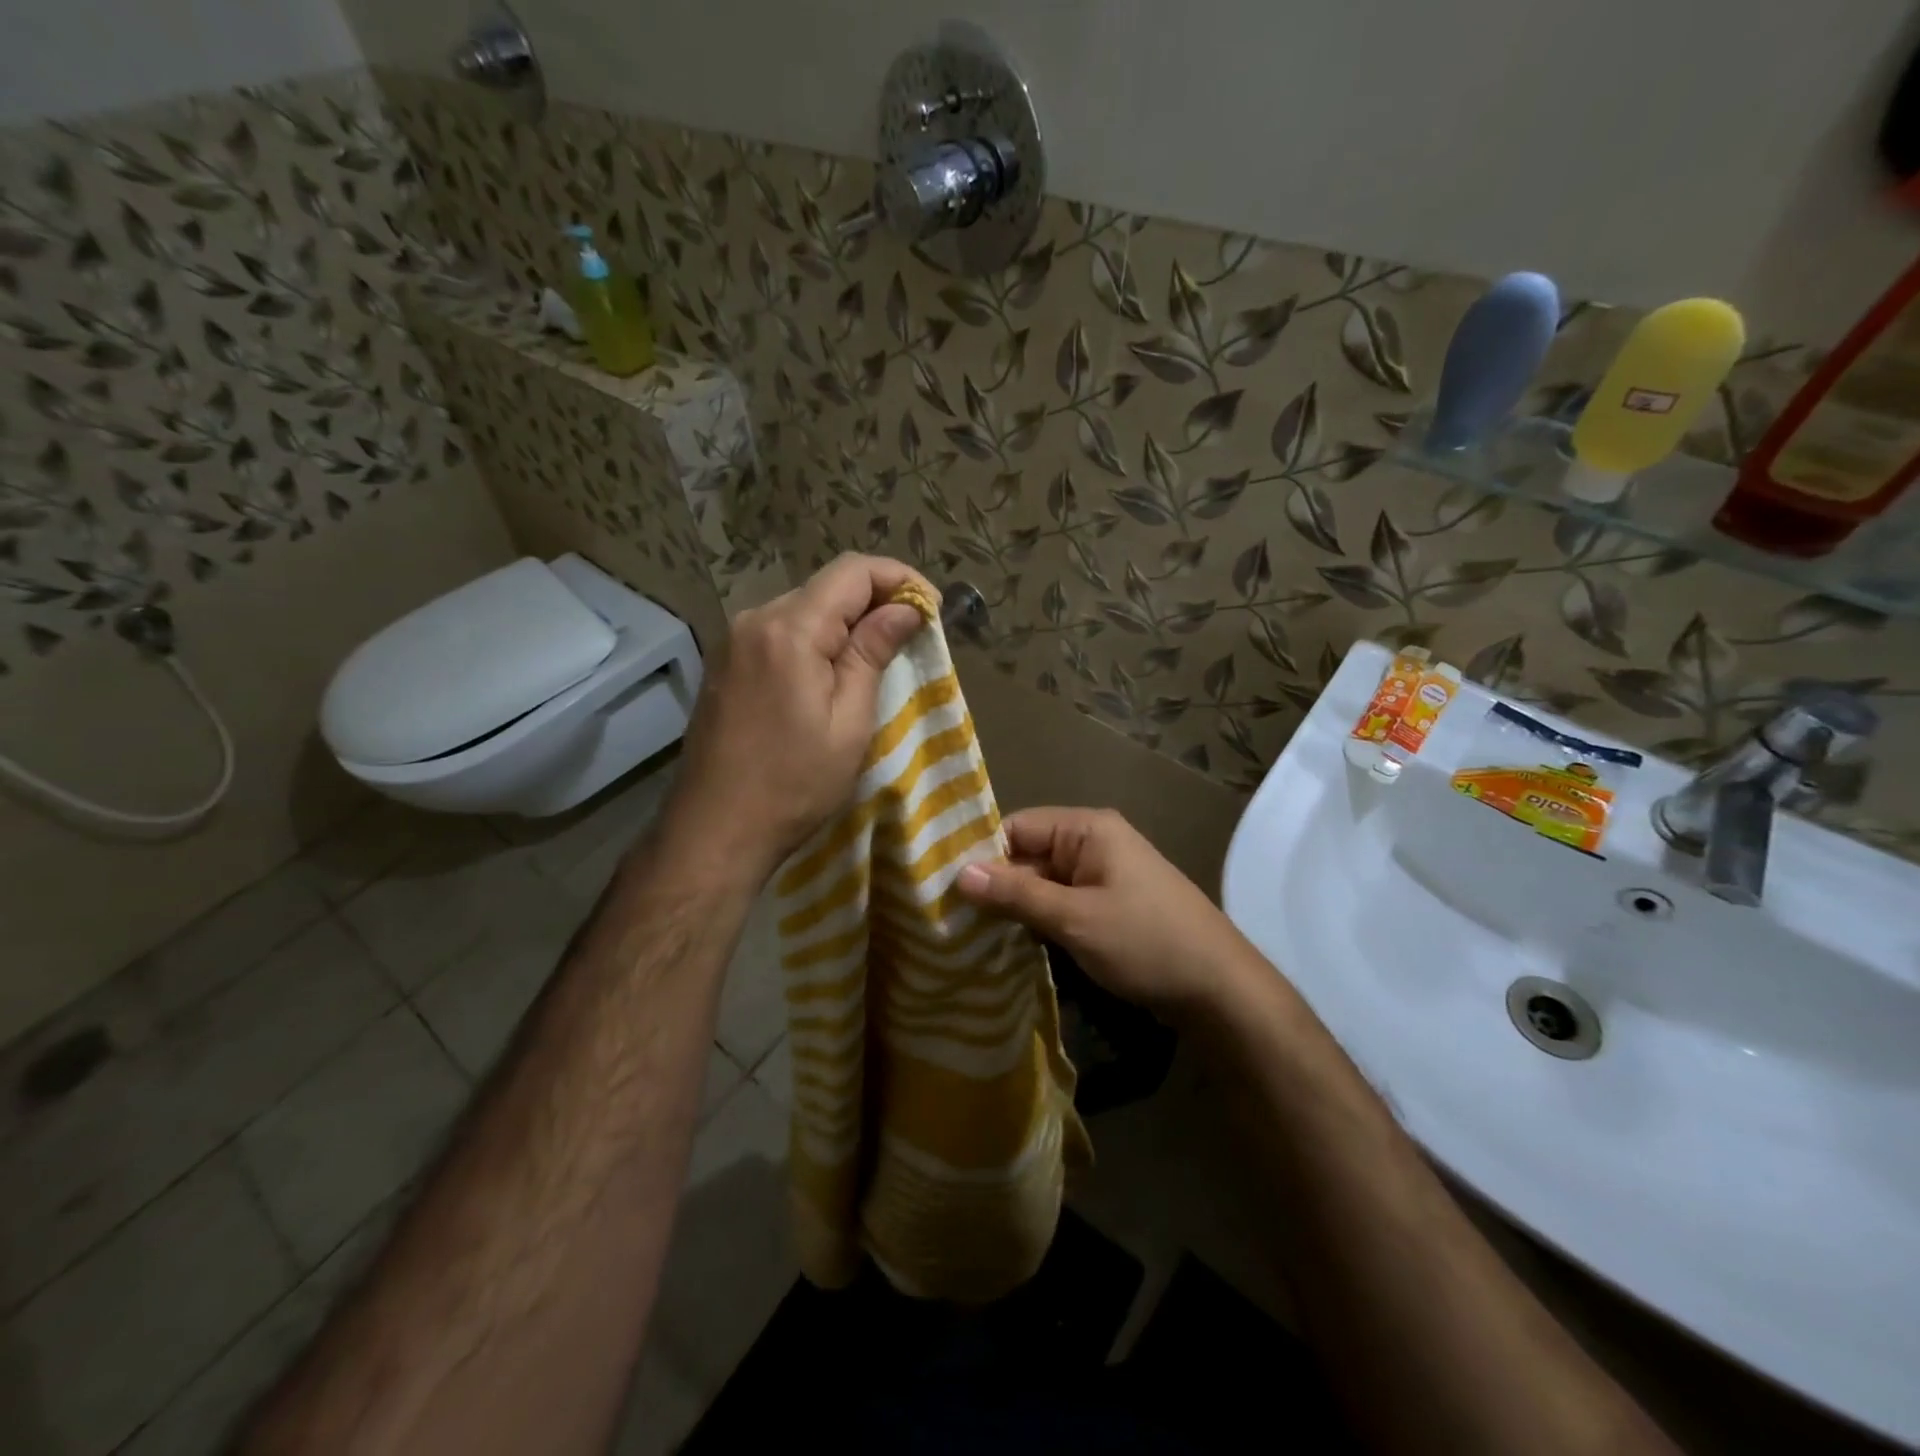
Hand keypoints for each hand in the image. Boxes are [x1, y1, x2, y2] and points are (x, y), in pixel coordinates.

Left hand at [664, 554, 929, 881]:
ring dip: (845, 622)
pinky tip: (833, 672)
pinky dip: (816, 639)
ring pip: (804, 608)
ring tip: (879, 657)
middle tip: (912, 636)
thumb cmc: (794, 784)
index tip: (932, 607)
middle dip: (875, 600)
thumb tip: (904, 609)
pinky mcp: (725, 663)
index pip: (853, 571)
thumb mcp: (849, 722)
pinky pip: (781, 632)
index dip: (899, 577)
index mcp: (789, 629)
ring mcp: (733, 641)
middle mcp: (755, 619)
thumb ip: (872, 654)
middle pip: (826, 586)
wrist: (716, 829)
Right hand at [954, 807, 1254, 1021]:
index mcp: (1088, 829)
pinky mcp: (1108, 907)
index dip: (982, 854)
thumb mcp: (1074, 918)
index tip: (946, 887)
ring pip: (1043, 883)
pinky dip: (1039, 920)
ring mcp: (1103, 876)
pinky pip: (1062, 904)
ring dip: (1016, 906)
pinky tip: (1010, 944)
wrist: (1219, 989)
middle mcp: (1094, 843)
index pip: (1017, 827)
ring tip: (971, 934)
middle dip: (996, 885)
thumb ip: (1016, 893)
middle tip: (951, 918)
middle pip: (1028, 854)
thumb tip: (959, 873)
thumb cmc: (1145, 942)